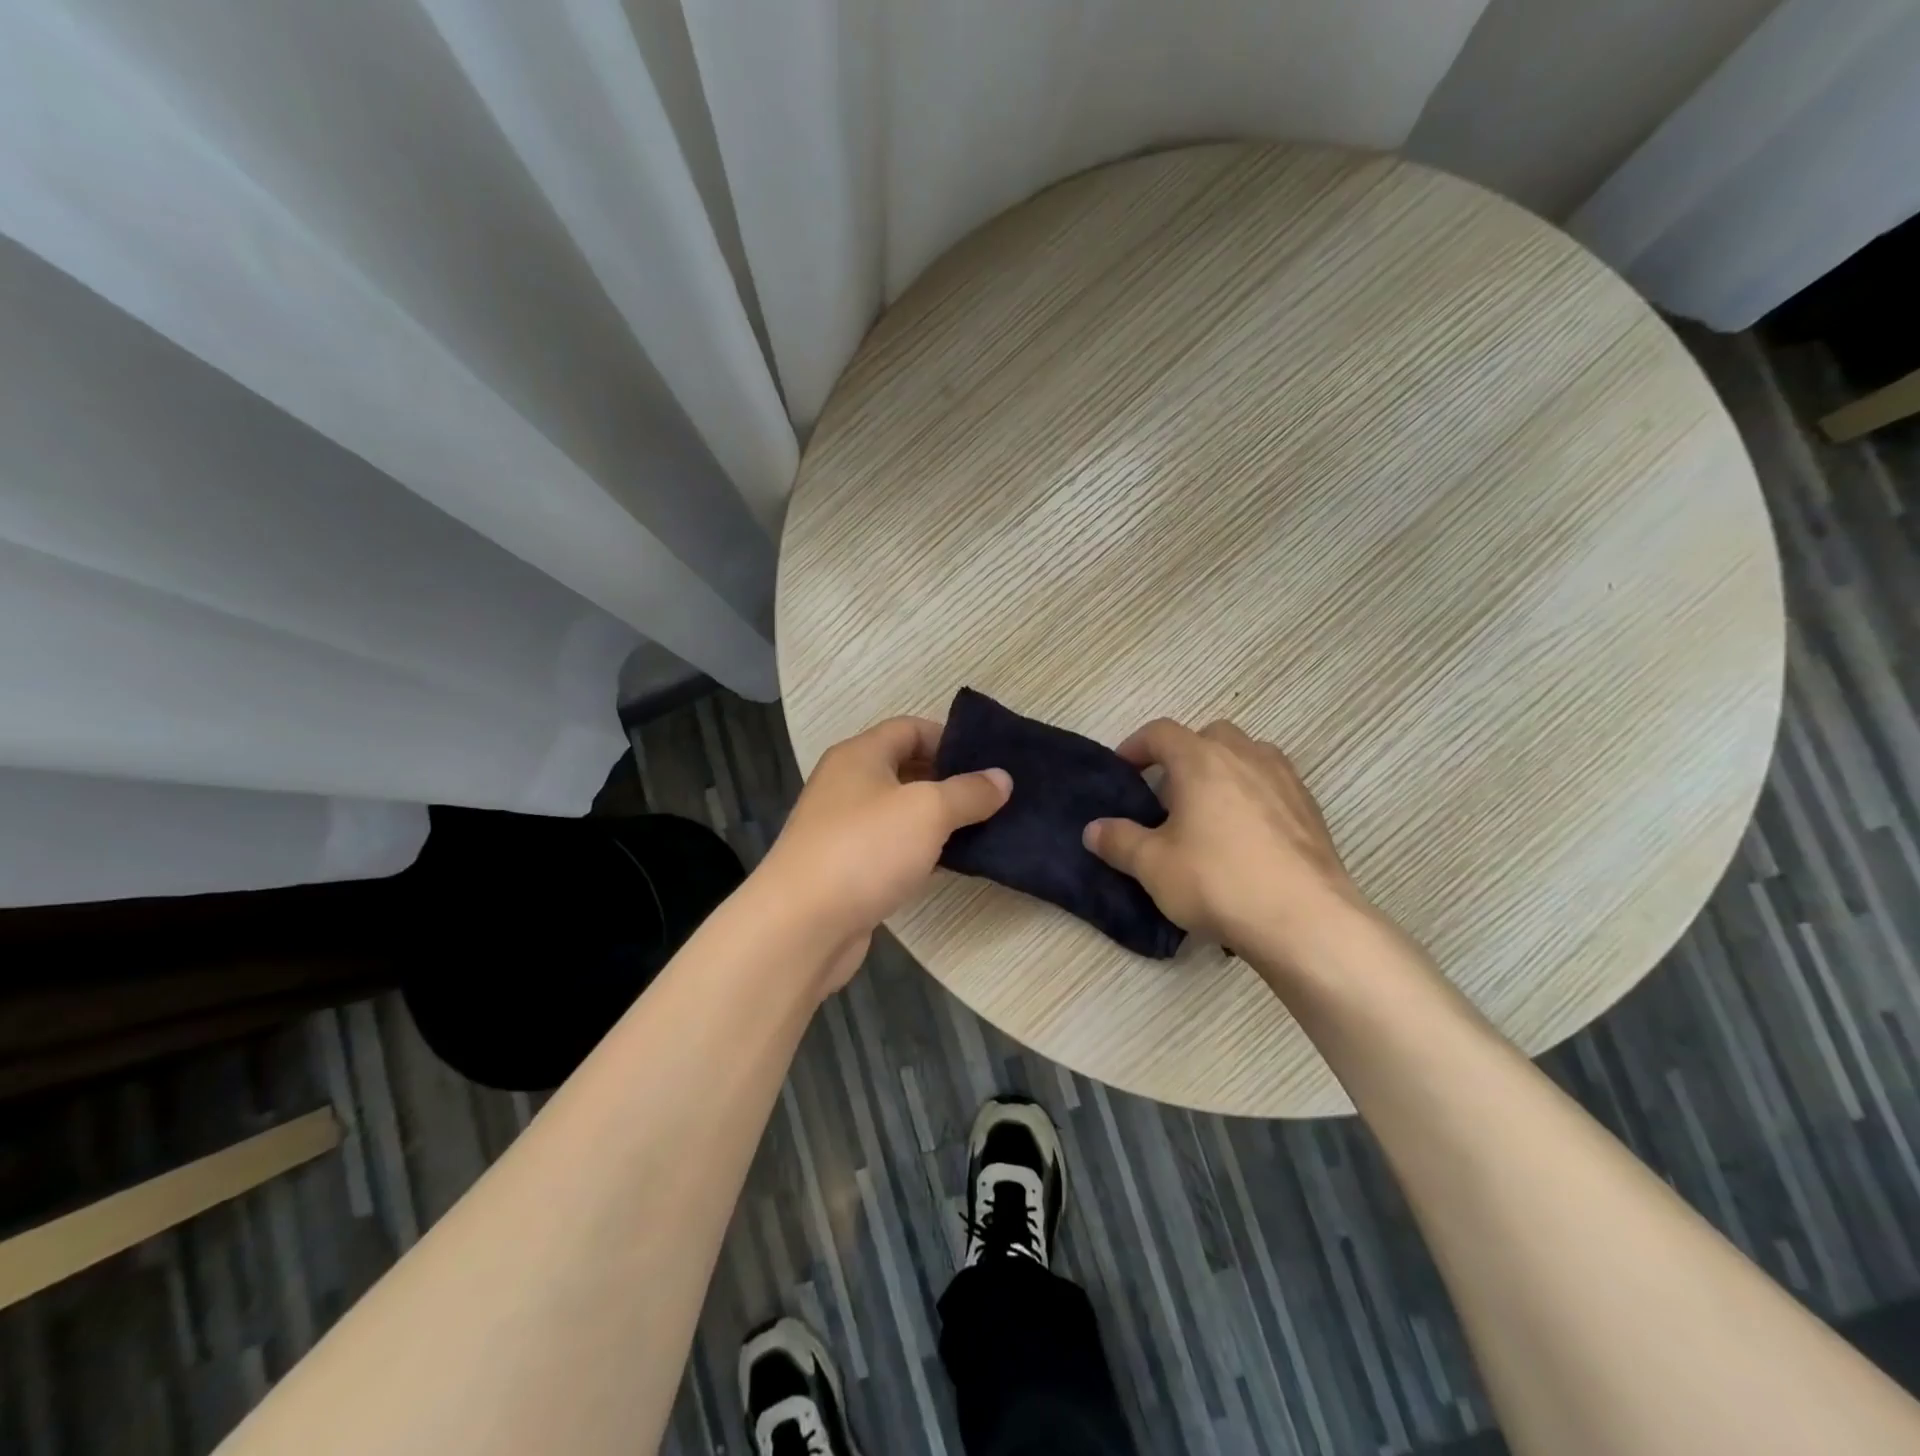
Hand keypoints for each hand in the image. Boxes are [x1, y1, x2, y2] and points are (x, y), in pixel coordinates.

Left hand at [760, 717, 1010, 988]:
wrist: (801, 925)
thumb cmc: (865, 849)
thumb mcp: (927, 811)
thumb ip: (968, 792)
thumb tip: (1002, 778)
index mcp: (860, 755)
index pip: (910, 728)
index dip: (949, 738)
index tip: (987, 762)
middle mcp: (847, 784)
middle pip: (905, 768)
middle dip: (949, 780)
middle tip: (993, 797)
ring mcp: (844, 828)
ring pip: (900, 811)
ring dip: (938, 818)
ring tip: (983, 828)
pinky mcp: (847, 868)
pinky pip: (892, 847)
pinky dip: (921, 849)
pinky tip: (950, 863)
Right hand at [1083, 719, 1375, 978]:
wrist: (1305, 920)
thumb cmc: (1218, 881)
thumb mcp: (1153, 865)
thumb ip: (1119, 841)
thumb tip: (1093, 830)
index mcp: (1202, 760)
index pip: (1161, 733)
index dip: (1136, 746)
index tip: (1123, 769)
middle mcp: (1246, 756)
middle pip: (1209, 736)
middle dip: (1185, 755)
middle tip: (1169, 794)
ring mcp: (1285, 780)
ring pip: (1248, 756)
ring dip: (1224, 771)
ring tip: (1210, 812)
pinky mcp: (1311, 809)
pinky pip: (1274, 785)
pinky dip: (1254, 796)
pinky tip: (1246, 838)